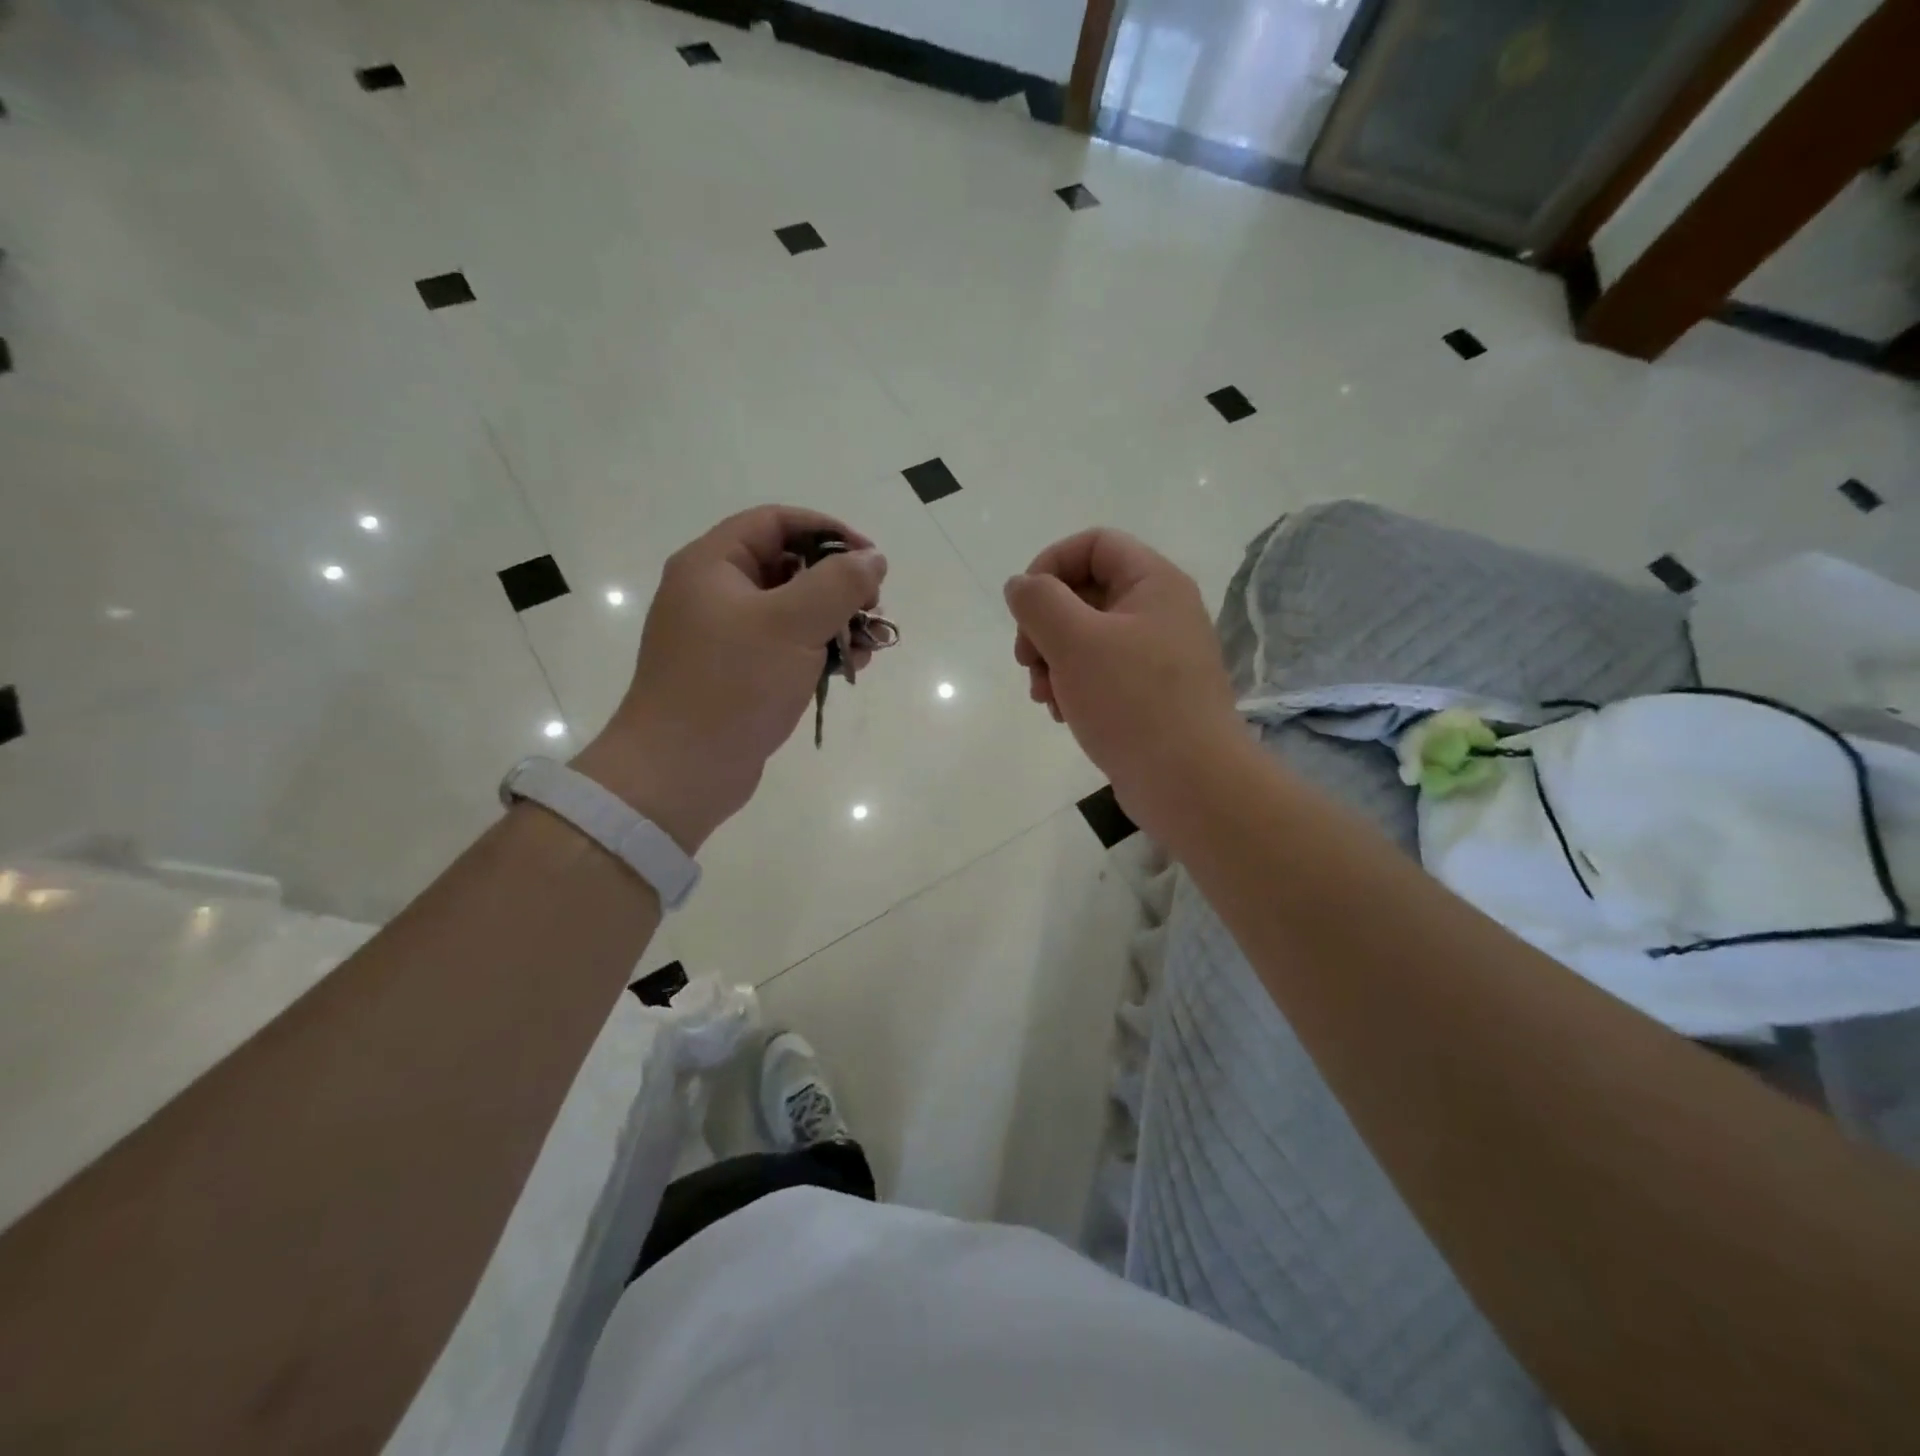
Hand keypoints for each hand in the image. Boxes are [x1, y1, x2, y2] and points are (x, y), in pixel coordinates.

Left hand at [573, 506, 887, 851]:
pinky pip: (783, 648)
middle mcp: (713, 594)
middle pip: (787, 566)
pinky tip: (848, 669)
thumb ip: (839, 583)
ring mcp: (722, 637)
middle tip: (872, 608)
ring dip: (834, 621)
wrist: (681, 772)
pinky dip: (816, 651)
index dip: (828, 531)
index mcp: (713, 565)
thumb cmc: (733, 686)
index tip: (870, 561)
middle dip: (837, 584)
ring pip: (790, 611)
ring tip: (868, 645)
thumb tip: (872, 559)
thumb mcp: (793, 624)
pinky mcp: (735, 675)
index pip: (776, 522)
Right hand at [1005, 529, 1240, 835]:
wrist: (1189, 783)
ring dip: (1052, 661)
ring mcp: (1156, 656)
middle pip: (1085, 592)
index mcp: (1153, 583)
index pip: (1094, 544)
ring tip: (1043, 696)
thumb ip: (1039, 602)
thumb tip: (1021, 585)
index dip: (1050, 564)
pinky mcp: (1149, 694)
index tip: (1024, 606)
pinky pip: (1100, 673)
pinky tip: (1062, 714)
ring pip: (1087, 638)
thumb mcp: (1075, 641)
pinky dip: (1073, 686)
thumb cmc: (1132, 702)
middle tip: (1026, 660)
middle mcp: (1160, 612)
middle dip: (1045, 625)